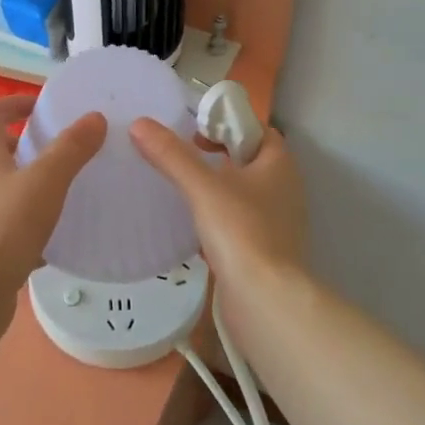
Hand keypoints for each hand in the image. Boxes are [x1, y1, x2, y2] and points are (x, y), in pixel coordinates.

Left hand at [0, 96, 105, 299]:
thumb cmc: (5, 228)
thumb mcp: (46, 183)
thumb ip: (71, 149)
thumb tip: (94, 117)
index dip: (13, 103)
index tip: (40, 107)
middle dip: (16, 145)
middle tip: (48, 151)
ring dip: (17, 182)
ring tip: (51, 191)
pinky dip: (18, 220)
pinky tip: (45, 239)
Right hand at [129, 118, 307, 291]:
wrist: (265, 300)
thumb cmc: (241, 232)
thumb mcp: (202, 188)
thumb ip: (172, 155)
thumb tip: (140, 124)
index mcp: (279, 165)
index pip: (257, 130)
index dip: (228, 125)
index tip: (195, 131)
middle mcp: (285, 189)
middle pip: (249, 160)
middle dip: (218, 155)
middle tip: (184, 157)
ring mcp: (278, 222)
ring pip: (245, 192)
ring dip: (218, 187)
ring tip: (183, 188)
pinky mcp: (265, 249)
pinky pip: (240, 221)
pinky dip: (220, 217)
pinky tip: (194, 224)